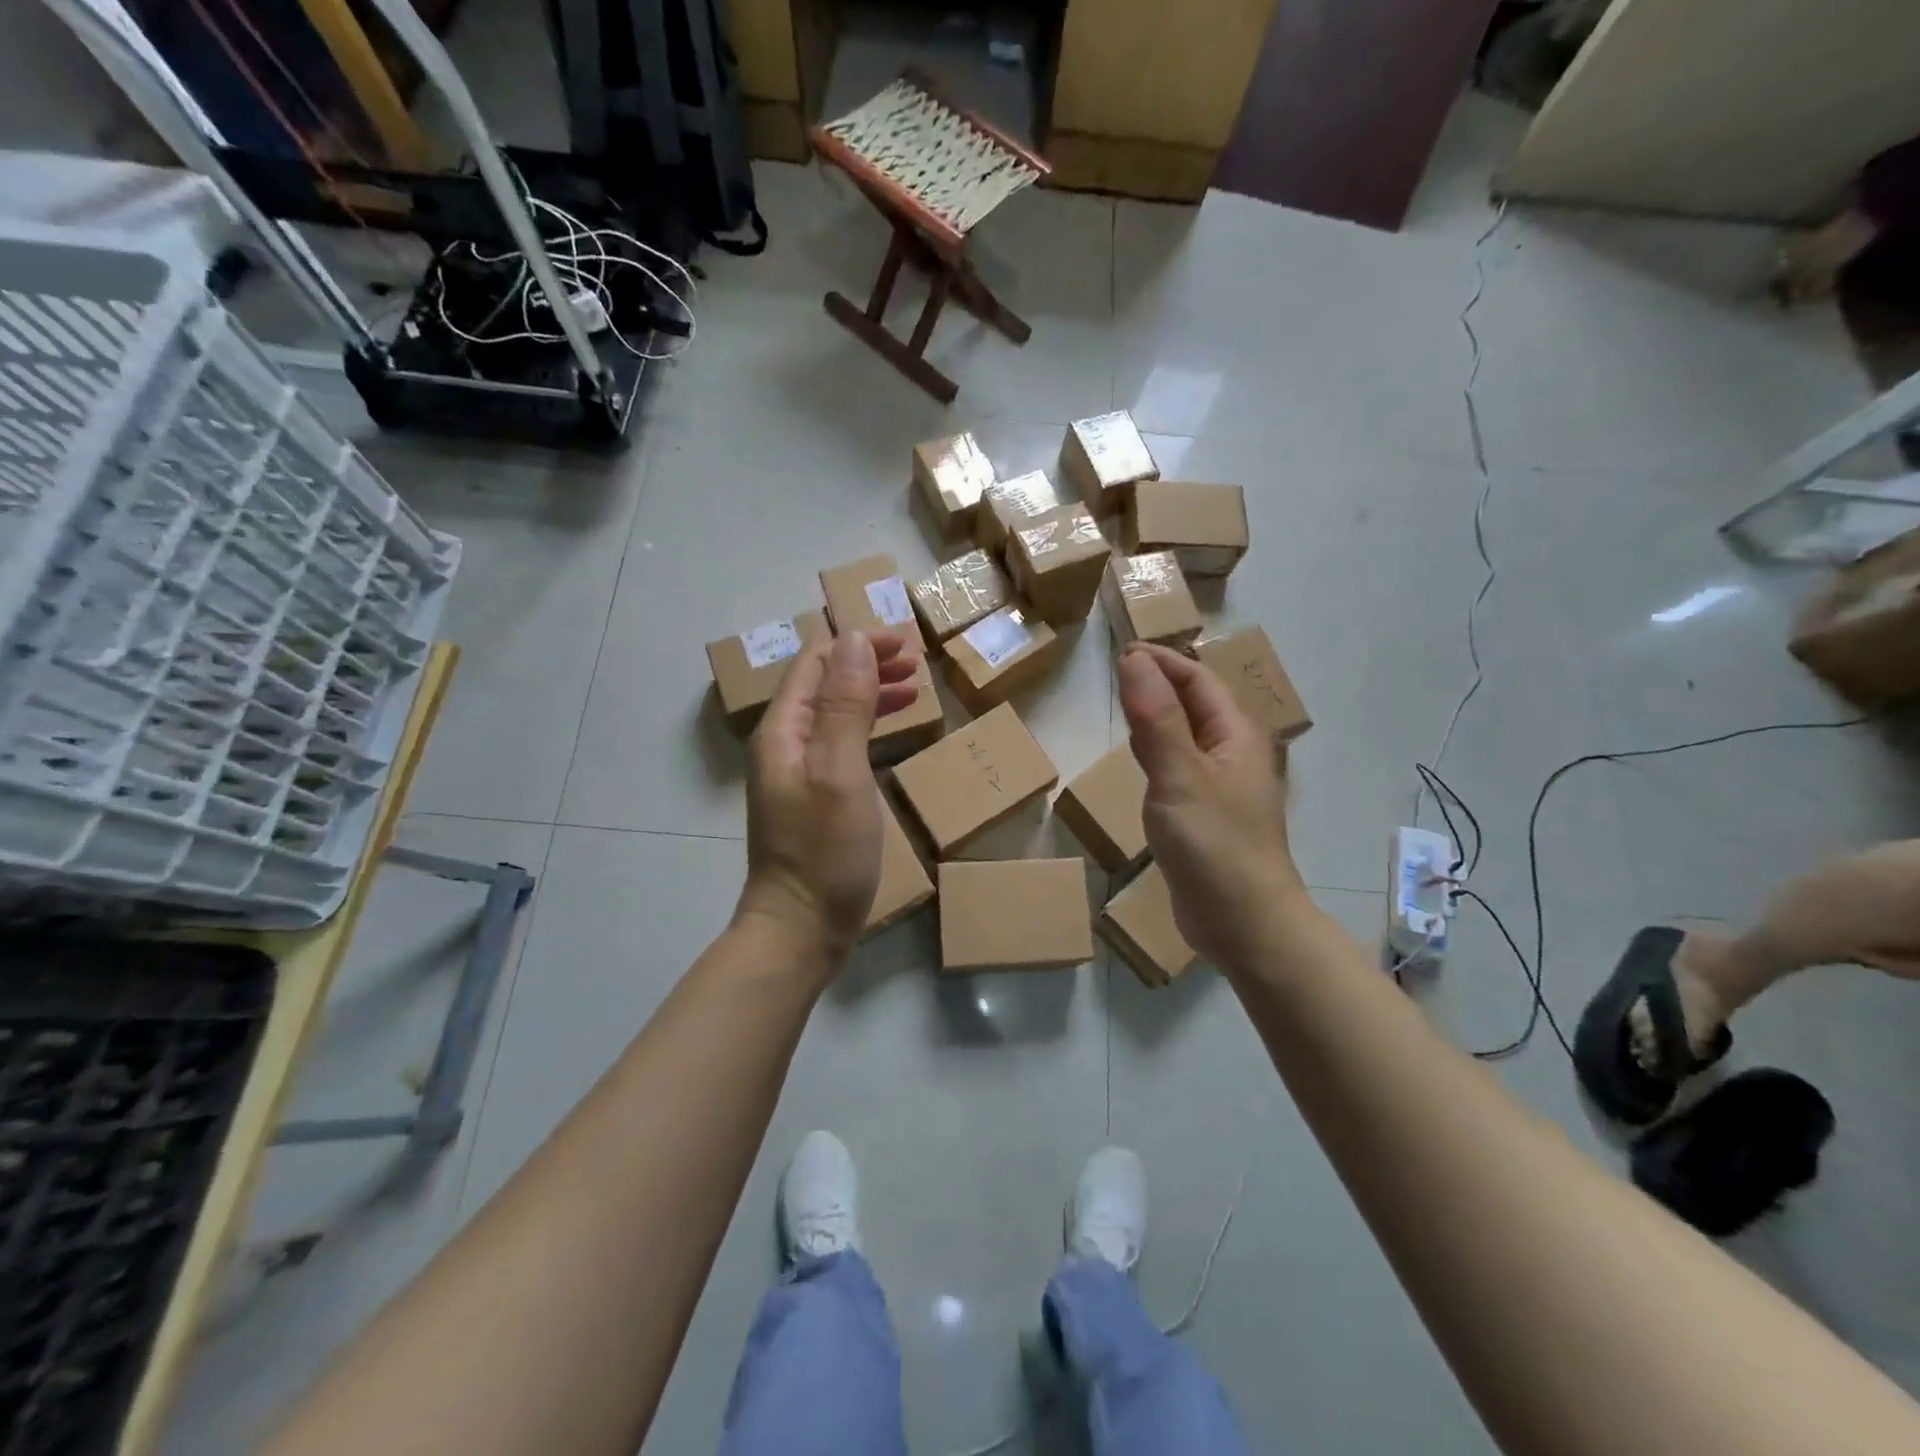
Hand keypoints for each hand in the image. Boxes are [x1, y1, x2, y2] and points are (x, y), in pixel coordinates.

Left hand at [738, 630, 919, 966]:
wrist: (800, 928)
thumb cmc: (824, 851)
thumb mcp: (840, 772)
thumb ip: (845, 705)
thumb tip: (853, 639)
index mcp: (784, 731)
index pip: (815, 663)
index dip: (857, 644)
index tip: (904, 642)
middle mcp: (784, 745)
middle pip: (823, 685)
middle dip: (866, 665)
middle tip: (915, 662)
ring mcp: (797, 773)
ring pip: (833, 714)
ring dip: (869, 693)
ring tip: (912, 688)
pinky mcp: (813, 798)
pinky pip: (840, 744)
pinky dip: (867, 727)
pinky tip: (890, 733)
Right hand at [1117, 643, 1306, 967]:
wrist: (1243, 922)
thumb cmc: (1215, 844)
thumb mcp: (1180, 775)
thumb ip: (1156, 717)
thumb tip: (1134, 658)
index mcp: (1235, 734)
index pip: (1196, 679)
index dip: (1160, 660)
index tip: (1119, 650)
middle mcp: (1231, 751)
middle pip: (1193, 703)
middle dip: (1157, 682)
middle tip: (1113, 671)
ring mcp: (1219, 784)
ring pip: (1184, 734)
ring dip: (1156, 714)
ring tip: (1121, 702)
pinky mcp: (1203, 812)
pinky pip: (1177, 765)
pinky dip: (1155, 750)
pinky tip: (1137, 755)